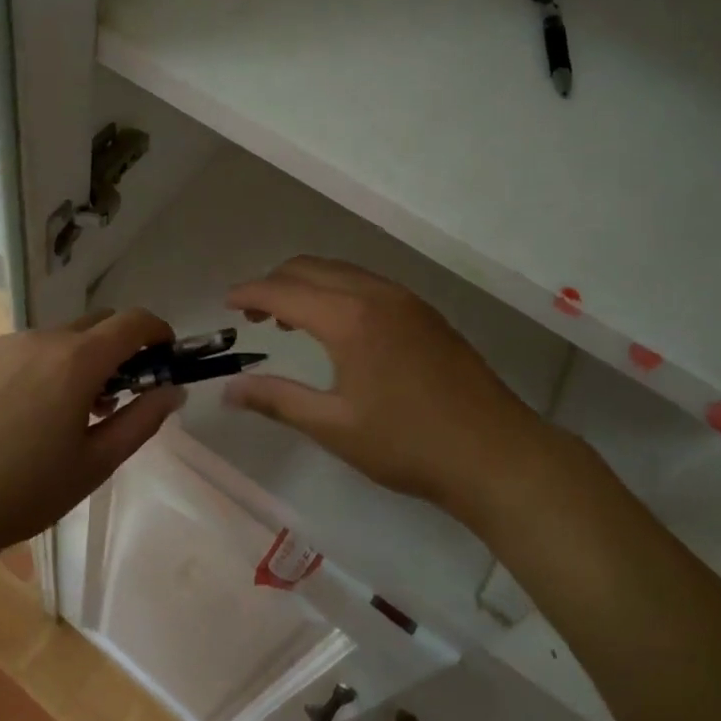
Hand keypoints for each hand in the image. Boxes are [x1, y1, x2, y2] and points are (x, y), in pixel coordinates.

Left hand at [0, 309, 184, 558]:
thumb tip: (173, 391)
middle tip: (112, 396)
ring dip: (72, 361)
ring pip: (55, 339)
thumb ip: (142, 421)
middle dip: (115, 349)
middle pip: (95, 325)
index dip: (156, 330)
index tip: (163, 354)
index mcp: (77, 361)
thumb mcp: (94, 465)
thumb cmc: (21, 493)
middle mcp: (41, 339)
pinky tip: (14, 415)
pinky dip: (35, 369)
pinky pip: (19, 350)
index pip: (133, 322)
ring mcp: (2, 343)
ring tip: (57, 414)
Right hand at [225, 257, 553, 521]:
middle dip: (275, 282)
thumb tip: (229, 390)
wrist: (494, 452)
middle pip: (310, 268)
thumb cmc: (407, 443)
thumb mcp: (334, 427)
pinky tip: (339, 327)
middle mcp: (374, 293)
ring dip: (308, 285)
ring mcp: (404, 298)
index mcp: (348, 317)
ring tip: (289, 321)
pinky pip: (367, 283)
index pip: (283, 290)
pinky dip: (338, 291)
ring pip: (341, 271)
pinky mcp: (424, 311)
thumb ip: (277, 401)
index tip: (226, 303)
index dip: (249, 292)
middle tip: (253, 314)